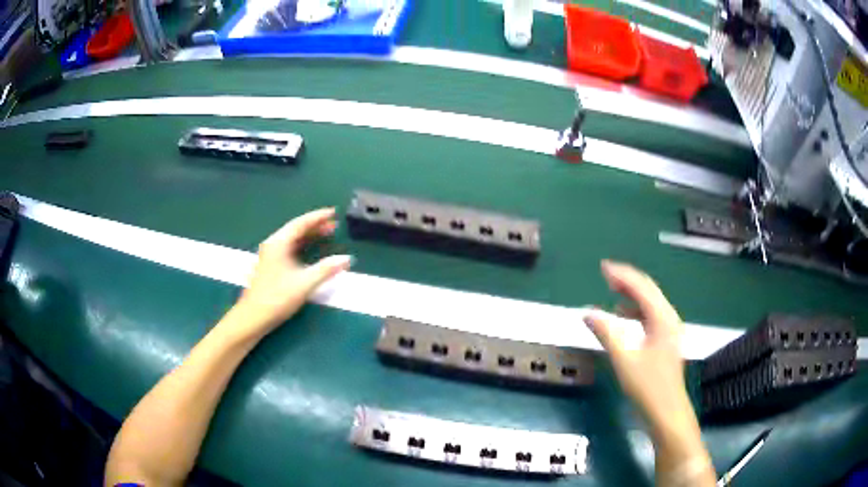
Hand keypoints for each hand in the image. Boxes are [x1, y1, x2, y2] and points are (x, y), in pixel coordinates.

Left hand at [233, 208, 351, 337]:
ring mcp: (269, 256)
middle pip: (295, 229)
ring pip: (292, 239)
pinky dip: (302, 246)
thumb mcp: (305, 283)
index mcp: (279, 243)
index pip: (300, 223)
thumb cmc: (277, 297)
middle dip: (315, 226)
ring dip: (309, 236)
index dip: (318, 217)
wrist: (253, 317)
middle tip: (333, 224)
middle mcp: (273, 245)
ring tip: (326, 234)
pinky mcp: (269, 267)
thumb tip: (347, 258)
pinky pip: (289, 248)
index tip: (333, 212)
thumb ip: (326, 269)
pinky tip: (310, 252)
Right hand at [583, 260, 689, 433]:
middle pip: (649, 291)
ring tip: (612, 290)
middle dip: (628, 281)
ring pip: (651, 303)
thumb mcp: (624, 360)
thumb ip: (607, 333)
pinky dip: (636, 311)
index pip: (642, 288)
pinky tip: (623, 315)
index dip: (622, 275)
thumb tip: (587, 312)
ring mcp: (670, 330)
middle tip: (605, 274)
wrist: (667, 412)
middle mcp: (670, 319)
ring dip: (632, 295)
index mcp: (663, 319)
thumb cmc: (647, 387)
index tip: (602, 267)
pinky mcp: (667, 341)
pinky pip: (651, 316)